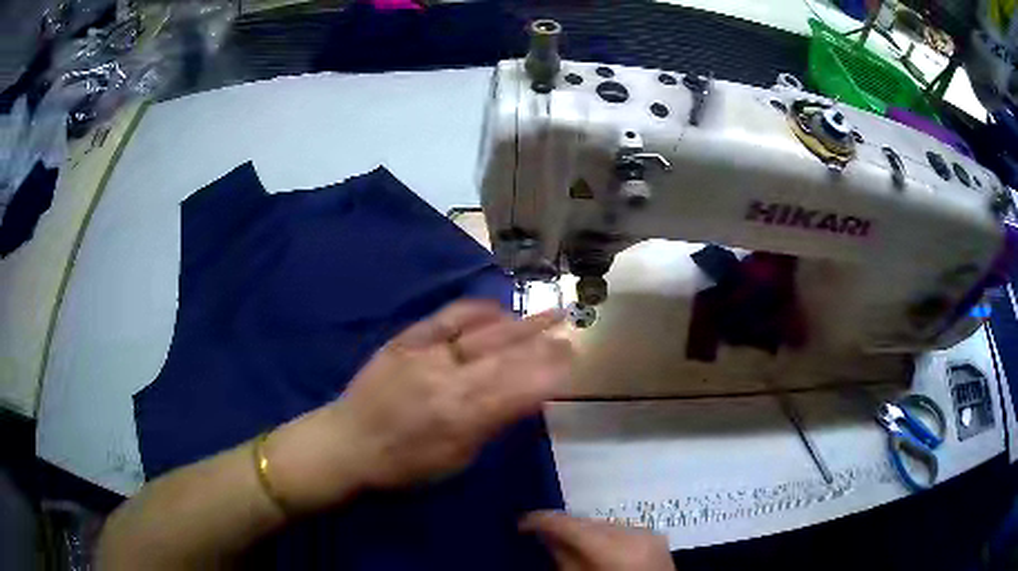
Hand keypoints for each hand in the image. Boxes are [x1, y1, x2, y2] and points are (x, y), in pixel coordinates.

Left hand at [265, 301, 572, 511]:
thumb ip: (492, 424)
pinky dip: (478, 310)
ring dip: (521, 323)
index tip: (574, 359)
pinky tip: (499, 308)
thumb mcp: (457, 460)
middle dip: (544, 343)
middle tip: (571, 331)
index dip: (550, 372)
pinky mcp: (406, 339)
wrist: (347, 442)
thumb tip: (525, 396)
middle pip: (507, 356)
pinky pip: (448, 317)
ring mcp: (426, 354)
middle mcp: (448, 380)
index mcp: (462, 418)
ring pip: (484, 333)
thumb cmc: (404, 466)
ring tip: (549, 313)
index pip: (519, 388)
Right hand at [521, 511, 674, 570]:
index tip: (520, 522)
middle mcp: (634, 533)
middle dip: (564, 527)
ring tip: (566, 541)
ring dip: (584, 531)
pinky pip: (622, 530)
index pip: (570, 524)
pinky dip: (605, 536)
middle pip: (588, 522)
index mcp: (614, 548)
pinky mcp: (656, 537)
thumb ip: (563, 558)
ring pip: (604, 524)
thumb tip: (545, 535)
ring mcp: (649, 533)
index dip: (541, 520)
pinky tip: (594, 547)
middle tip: (540, 533)